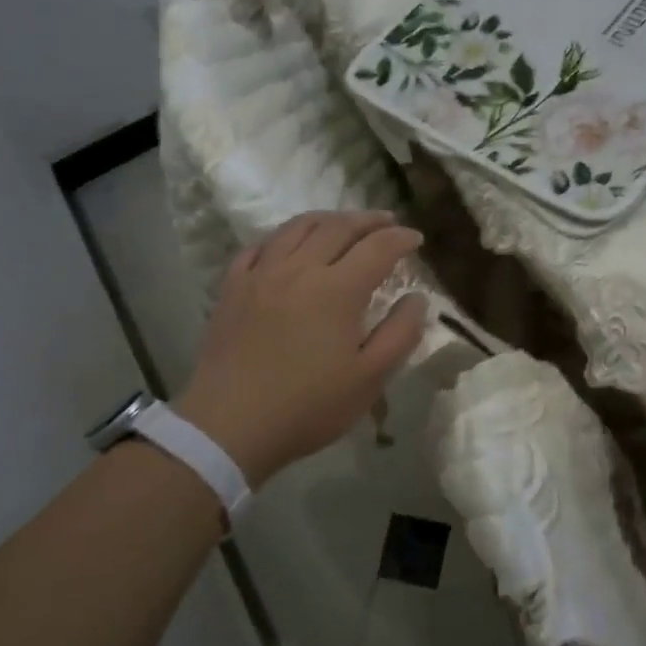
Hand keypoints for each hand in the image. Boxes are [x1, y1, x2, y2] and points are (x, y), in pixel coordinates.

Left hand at [176, 211, 427, 486]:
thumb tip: (417, 298)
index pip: (378, 247)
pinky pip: (259, 246)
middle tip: (387, 222)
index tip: (417, 239)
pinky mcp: (233, 287)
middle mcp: (300, 269)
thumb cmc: (308, 406)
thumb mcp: (370, 379)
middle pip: (338, 227)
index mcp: (337, 290)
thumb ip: (400, 333)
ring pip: (298, 227)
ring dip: (328, 219)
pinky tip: (289, 245)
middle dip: (369, 220)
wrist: (228, 427)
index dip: (402, 238)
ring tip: (343, 223)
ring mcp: (261, 274)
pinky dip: (283, 237)